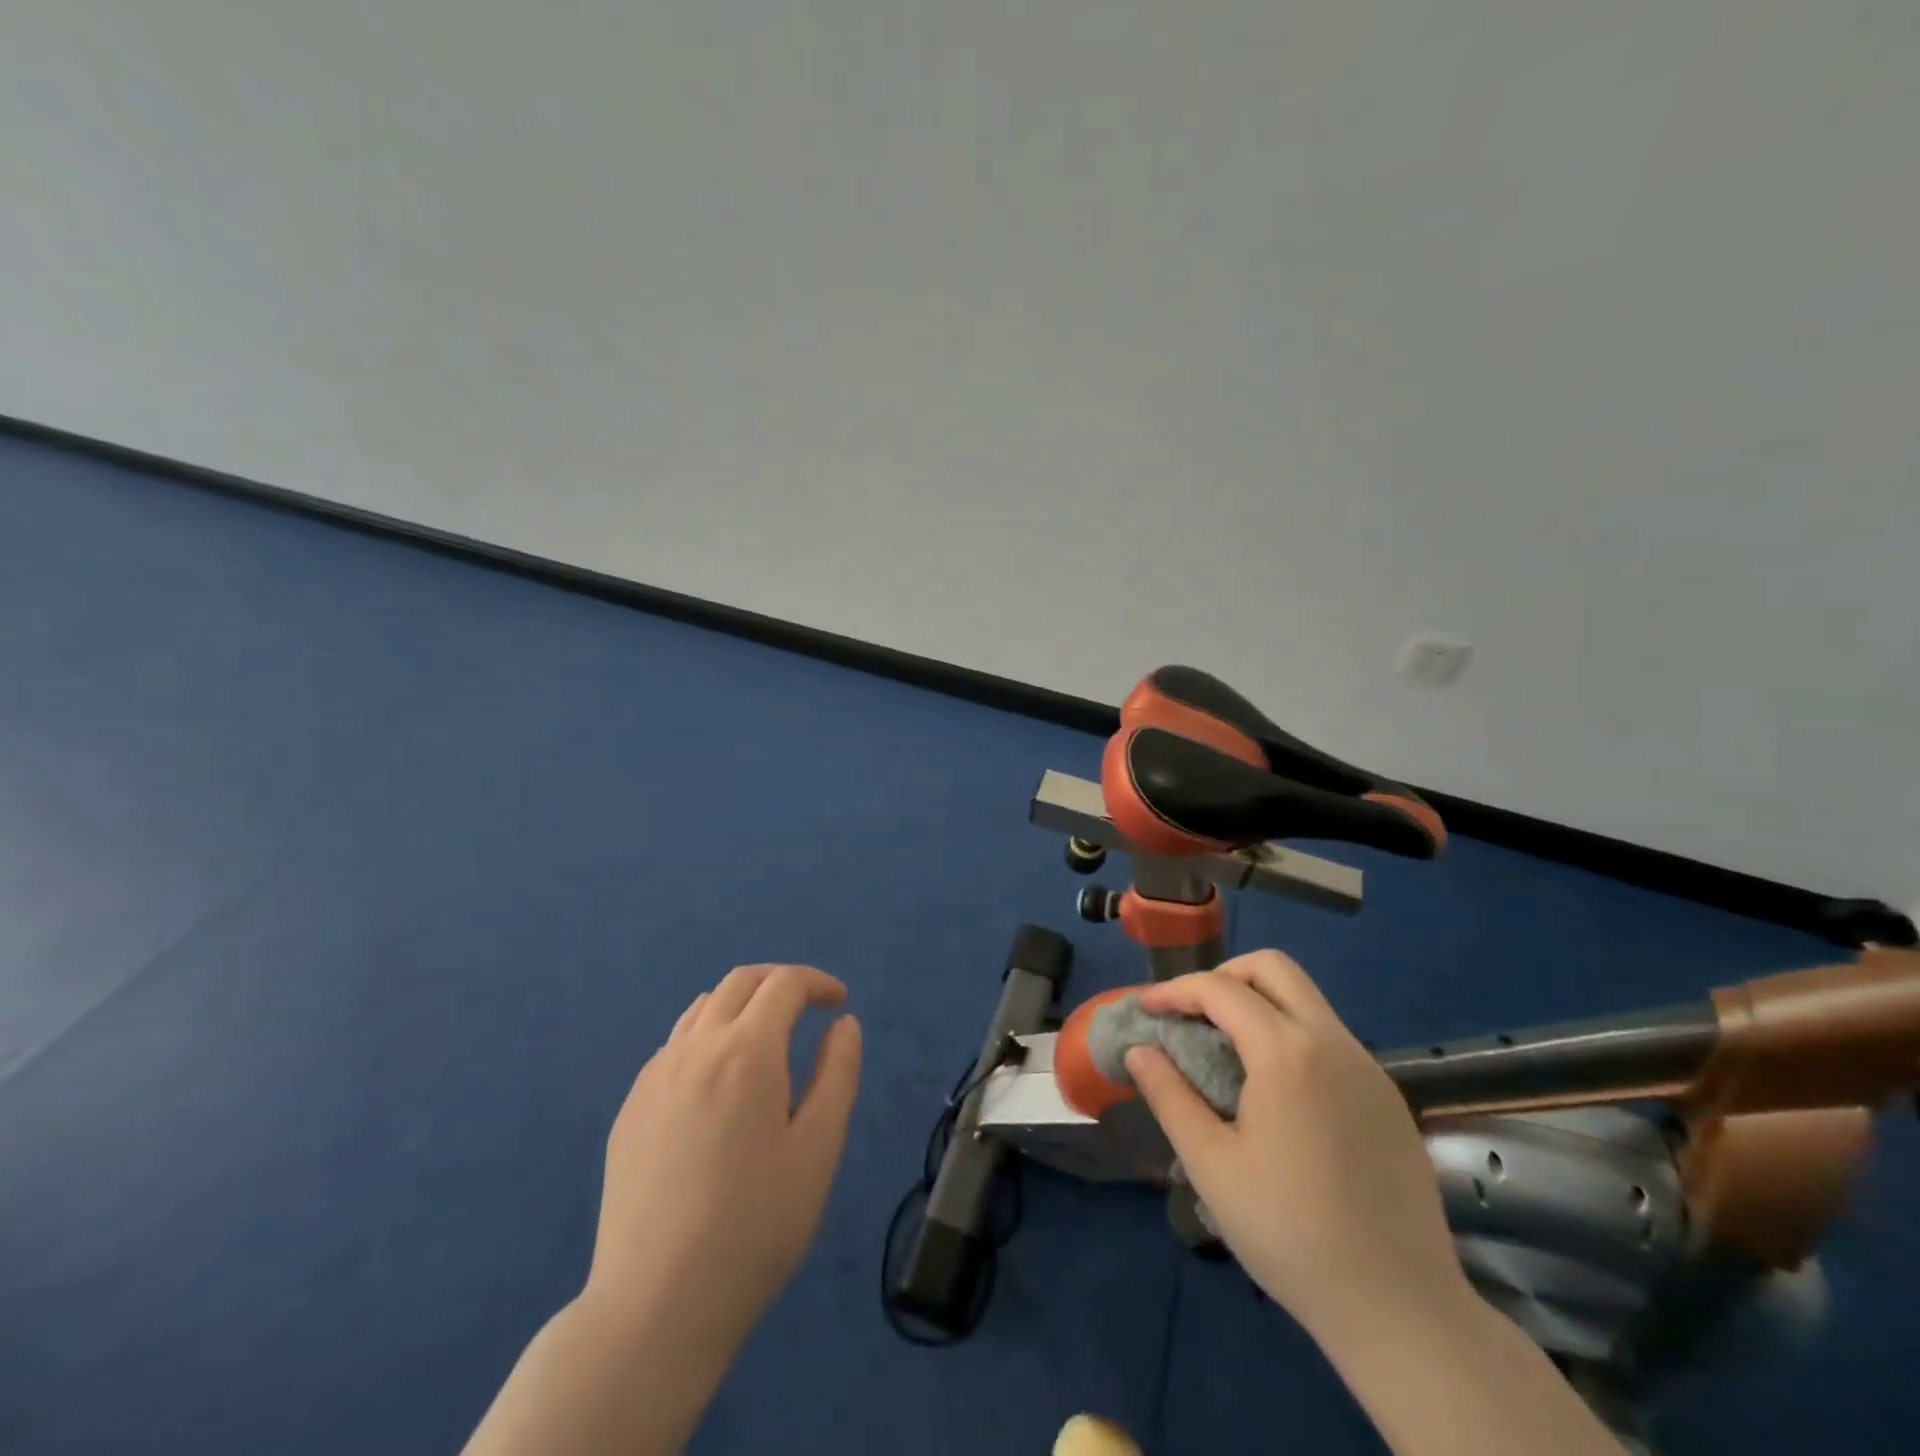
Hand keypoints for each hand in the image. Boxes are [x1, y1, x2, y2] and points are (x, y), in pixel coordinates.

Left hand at [586, 963, 862, 1368]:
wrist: (656, 1305)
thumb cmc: (755, 1226)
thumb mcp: (819, 1149)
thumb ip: (838, 1073)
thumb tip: (843, 1024)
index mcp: (746, 1052)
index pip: (784, 984)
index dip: (817, 983)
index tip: (839, 1004)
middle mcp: (695, 1048)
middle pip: (739, 983)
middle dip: (779, 982)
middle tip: (808, 1007)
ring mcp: (654, 1078)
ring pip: (701, 1009)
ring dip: (741, 1006)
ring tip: (766, 1041)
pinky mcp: (629, 1110)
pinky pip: (674, 1047)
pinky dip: (707, 1039)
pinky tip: (718, 1086)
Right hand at [1126, 952, 1468, 1340]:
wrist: (1403, 1311)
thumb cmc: (1292, 1235)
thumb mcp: (1211, 1166)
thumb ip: (1170, 1096)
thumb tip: (1139, 1051)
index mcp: (1288, 1054)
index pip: (1221, 989)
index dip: (1175, 991)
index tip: (1144, 1010)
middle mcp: (1333, 1043)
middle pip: (1273, 969)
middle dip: (1223, 977)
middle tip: (1191, 1015)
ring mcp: (1368, 1068)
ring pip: (1306, 1000)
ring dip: (1258, 1004)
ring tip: (1225, 1051)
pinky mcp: (1387, 1097)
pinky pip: (1329, 1038)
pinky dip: (1290, 1036)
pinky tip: (1275, 1092)